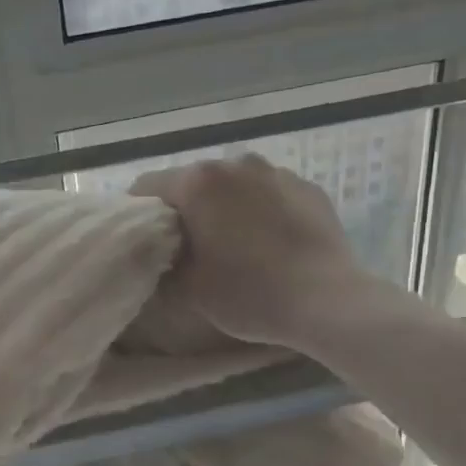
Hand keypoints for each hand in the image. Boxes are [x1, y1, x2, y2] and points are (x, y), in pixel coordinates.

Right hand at [131, 155, 411, 350]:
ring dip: (223, 208)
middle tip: (185, 248)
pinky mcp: (308, 188)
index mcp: (199, 182)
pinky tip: (267, 245)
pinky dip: (258, 212)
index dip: (139, 215)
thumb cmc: (248, 294)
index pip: (147, 187)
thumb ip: (164, 262)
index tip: (144, 243)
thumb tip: (159, 253)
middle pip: (192, 182)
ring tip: (231, 246)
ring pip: (233, 186)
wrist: (327, 301)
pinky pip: (268, 194)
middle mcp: (236, 164)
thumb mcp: (189, 288)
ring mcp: (276, 172)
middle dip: (184, 210)